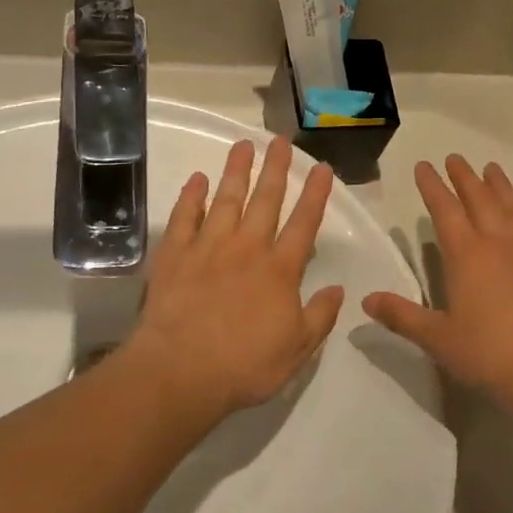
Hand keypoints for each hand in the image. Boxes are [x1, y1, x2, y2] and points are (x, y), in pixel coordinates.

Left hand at [124, 137, 343, 421]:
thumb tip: (338, 289)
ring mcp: (207, 248)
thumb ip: (319, 316)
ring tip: (243, 145)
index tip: (322, 168)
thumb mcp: (297, 349)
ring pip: (225, 200)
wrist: (180, 372)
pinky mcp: (174, 256)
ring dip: (236, 171)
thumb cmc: (244, 366)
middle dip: (276, 169)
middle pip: (265, 200)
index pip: (304, 224)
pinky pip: (184, 218)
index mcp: (280, 270)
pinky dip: (191, 197)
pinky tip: (197, 179)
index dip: (315, 194)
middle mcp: (247, 249)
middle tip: (281, 140)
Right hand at [364, 156, 512, 412]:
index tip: (424, 166)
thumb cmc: (486, 354)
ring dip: (501, 187)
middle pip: (480, 199)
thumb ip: (401, 316)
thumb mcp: (436, 338)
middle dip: (464, 177)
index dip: (432, 186)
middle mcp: (500, 243)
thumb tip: (367, 300)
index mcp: (466, 254)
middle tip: (455, 159)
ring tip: (492, 170)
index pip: (445, 210)